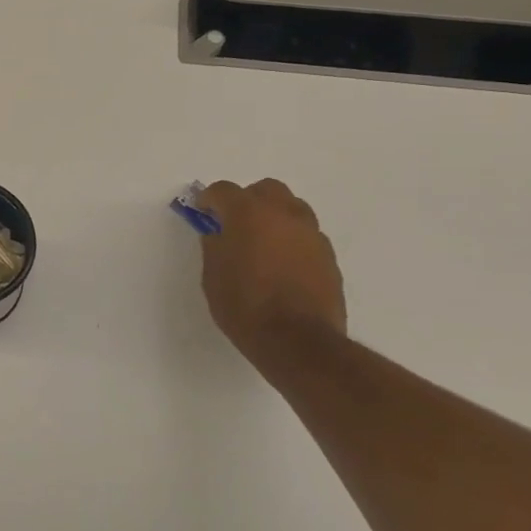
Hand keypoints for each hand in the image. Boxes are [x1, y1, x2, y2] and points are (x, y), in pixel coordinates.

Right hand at [196, 179, 346, 363]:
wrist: (297, 341)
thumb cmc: (244, 306)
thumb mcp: (213, 276)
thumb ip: (214, 246)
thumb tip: (219, 234)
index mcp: (248, 213)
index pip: (223, 190)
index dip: (209, 199)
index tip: (202, 211)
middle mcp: (283, 214)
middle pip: (265, 189)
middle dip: (247, 200)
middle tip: (234, 223)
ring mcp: (311, 234)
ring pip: (292, 208)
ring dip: (274, 217)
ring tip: (262, 243)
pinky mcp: (328, 256)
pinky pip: (306, 235)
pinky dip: (291, 239)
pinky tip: (282, 264)